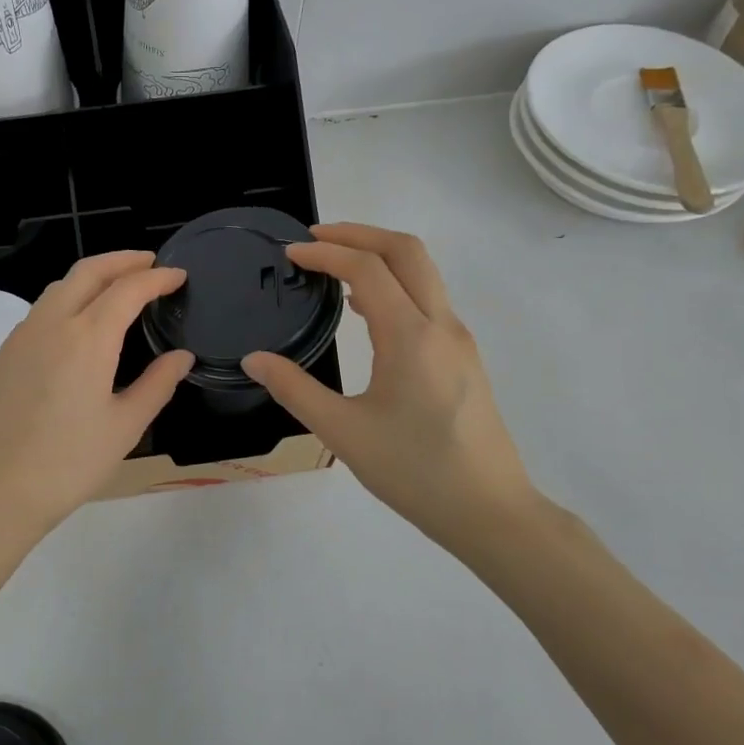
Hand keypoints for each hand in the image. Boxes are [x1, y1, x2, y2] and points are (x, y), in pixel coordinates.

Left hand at [0, 251, 193, 547]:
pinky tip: (77, 327)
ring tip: (116, 289)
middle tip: (149, 263)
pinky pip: (39, 313)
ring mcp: (20, 338)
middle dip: (121, 261)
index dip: (157, 278)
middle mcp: (50, 325)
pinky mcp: (2, 357)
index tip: (178, 276)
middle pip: (87, 272)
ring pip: (58, 289)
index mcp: (87, 337)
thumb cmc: (69, 464)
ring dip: (91, 278)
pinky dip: (66, 302)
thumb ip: (157, 384)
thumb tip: (181, 357)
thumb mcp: (124, 427)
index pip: (127, 289)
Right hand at [242, 223, 540, 560]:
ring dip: (379, 256)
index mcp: (410, 336)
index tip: (290, 254)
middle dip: (359, 233)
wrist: (489, 510)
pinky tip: (367, 310)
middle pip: (406, 251)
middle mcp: (441, 325)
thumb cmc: (414, 471)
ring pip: (423, 273)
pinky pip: (428, 300)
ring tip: (334, 267)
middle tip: (315, 239)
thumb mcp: (343, 432)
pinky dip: (395, 285)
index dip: (326, 253)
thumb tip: (254, 359)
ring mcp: (458, 340)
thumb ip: (294, 389)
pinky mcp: (464, 358)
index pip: (368, 268)